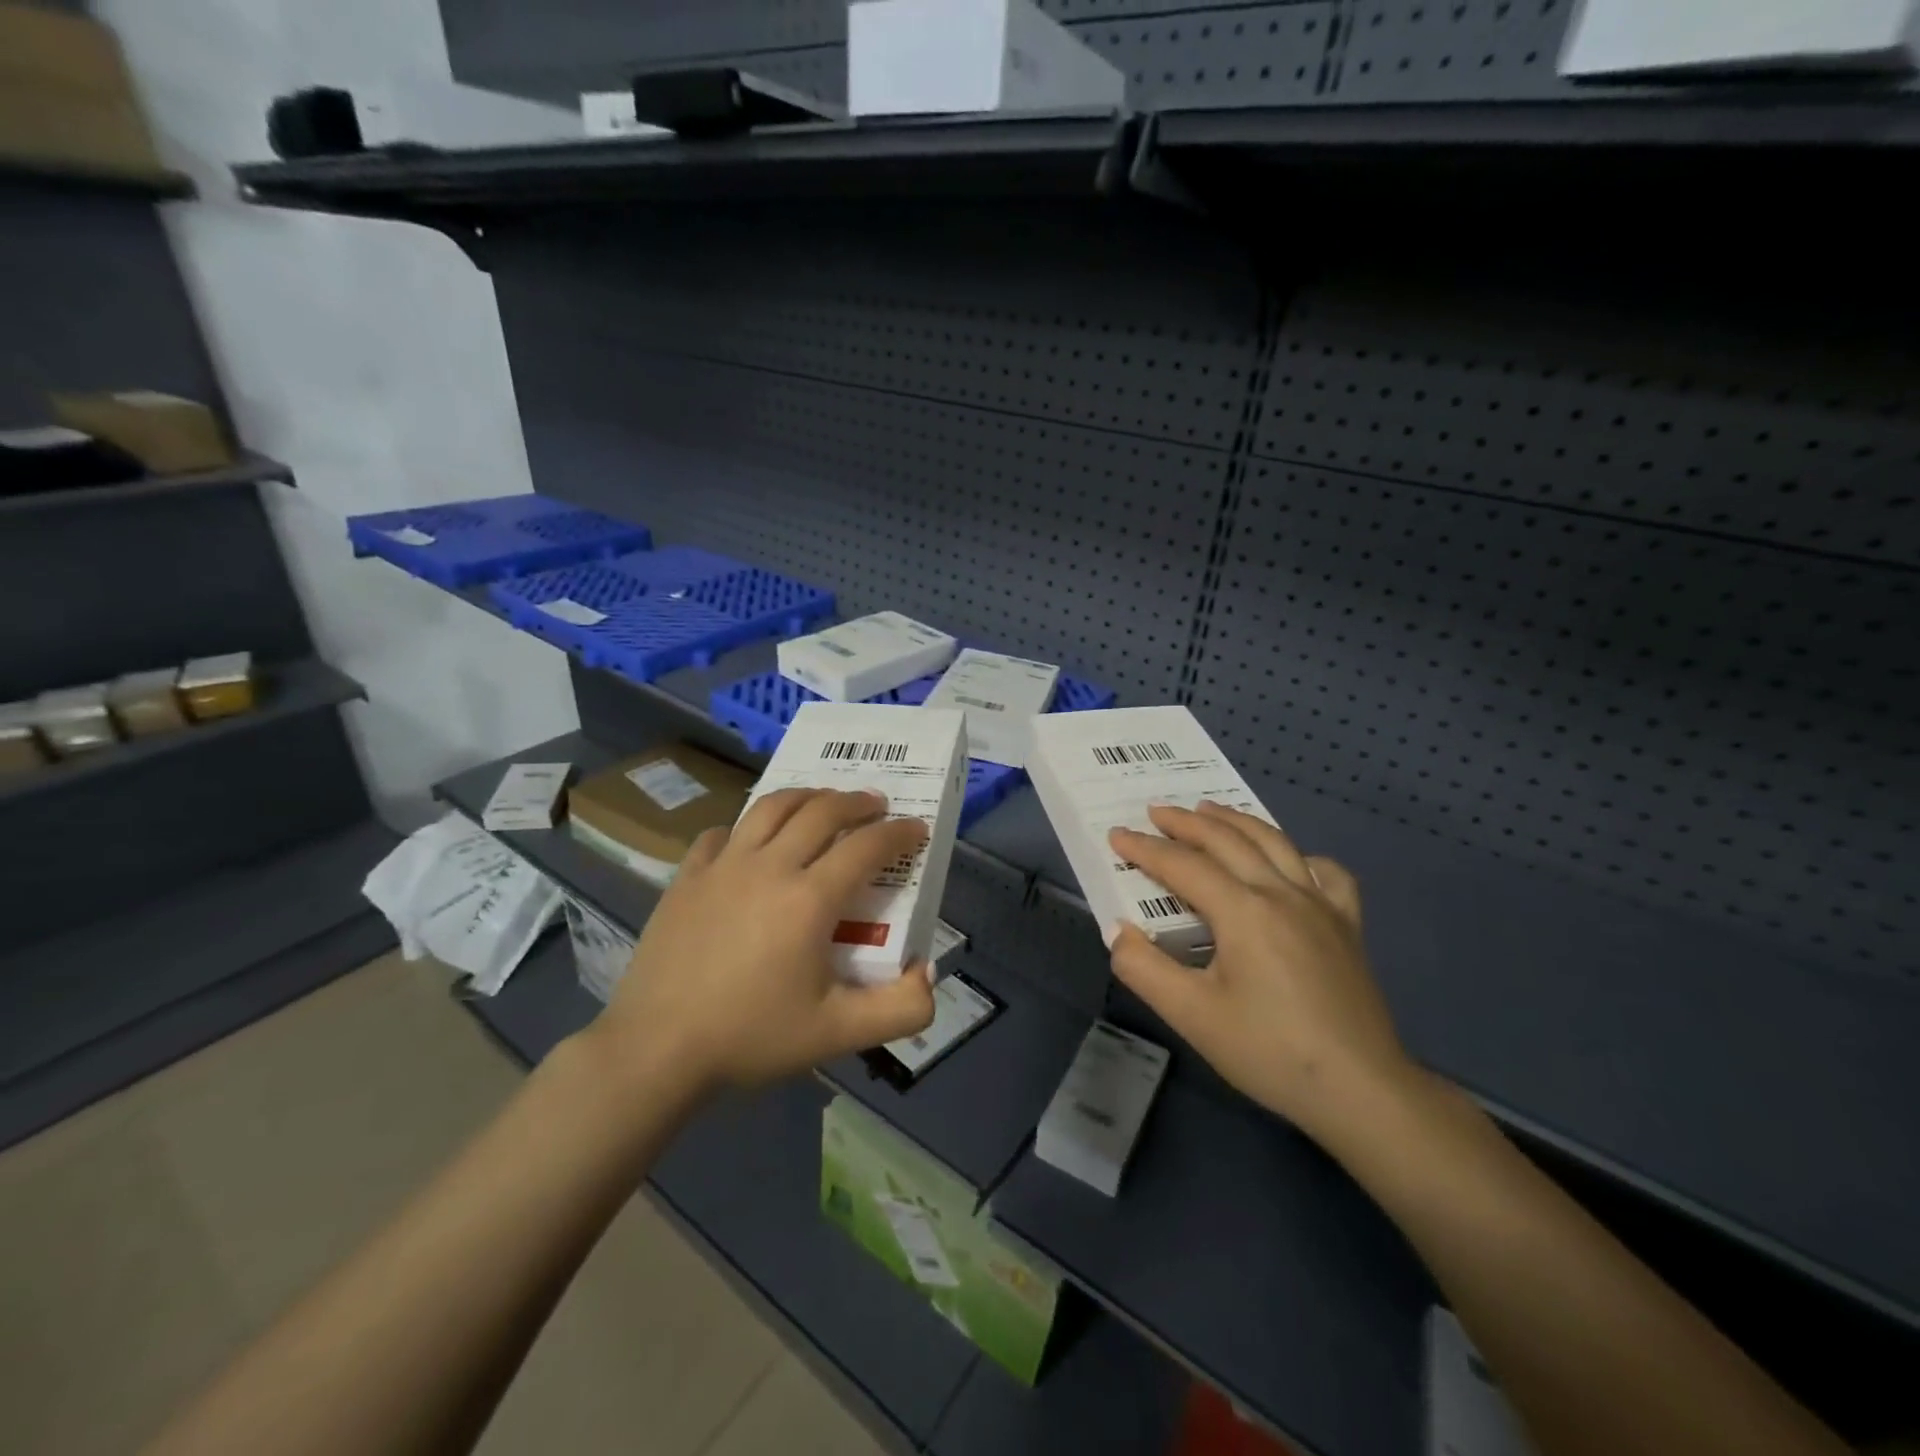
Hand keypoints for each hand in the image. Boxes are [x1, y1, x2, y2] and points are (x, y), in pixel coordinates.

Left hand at [594, 788, 936, 1096]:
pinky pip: (721, 833)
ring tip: (823, 801)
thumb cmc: (751, 1037)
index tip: (916, 829)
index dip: (899, 833)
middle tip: (876, 805)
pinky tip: (750, 841)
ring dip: (806, 796)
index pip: (867, 847)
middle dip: (857, 802)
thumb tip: (928, 973)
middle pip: (822, 811)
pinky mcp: (687, 876)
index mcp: (810, 899)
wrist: (656, 1050)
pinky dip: (746, 828)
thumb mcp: (838, 1035)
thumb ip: (899, 1010)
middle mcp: (770, 866)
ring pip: (771, 807)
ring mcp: (723, 866)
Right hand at [1107, 802, 1416, 1147]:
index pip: (1183, 865)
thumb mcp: (1191, 1016)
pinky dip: (1301, 856)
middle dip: (1186, 822)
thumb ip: (1144, 968)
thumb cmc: (1269, 1051)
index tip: (1116, 835)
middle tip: (1156, 812)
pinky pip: (1326, 872)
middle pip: (1227, 840)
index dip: (1145, 849)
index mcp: (1243, 911)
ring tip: (1209, 810)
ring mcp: (1321, 905)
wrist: (1360, 1090)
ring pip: (1274, 842)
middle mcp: (1282, 893)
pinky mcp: (1347, 925)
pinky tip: (1290, 863)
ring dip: (1235, 821)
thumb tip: (1119, 932)